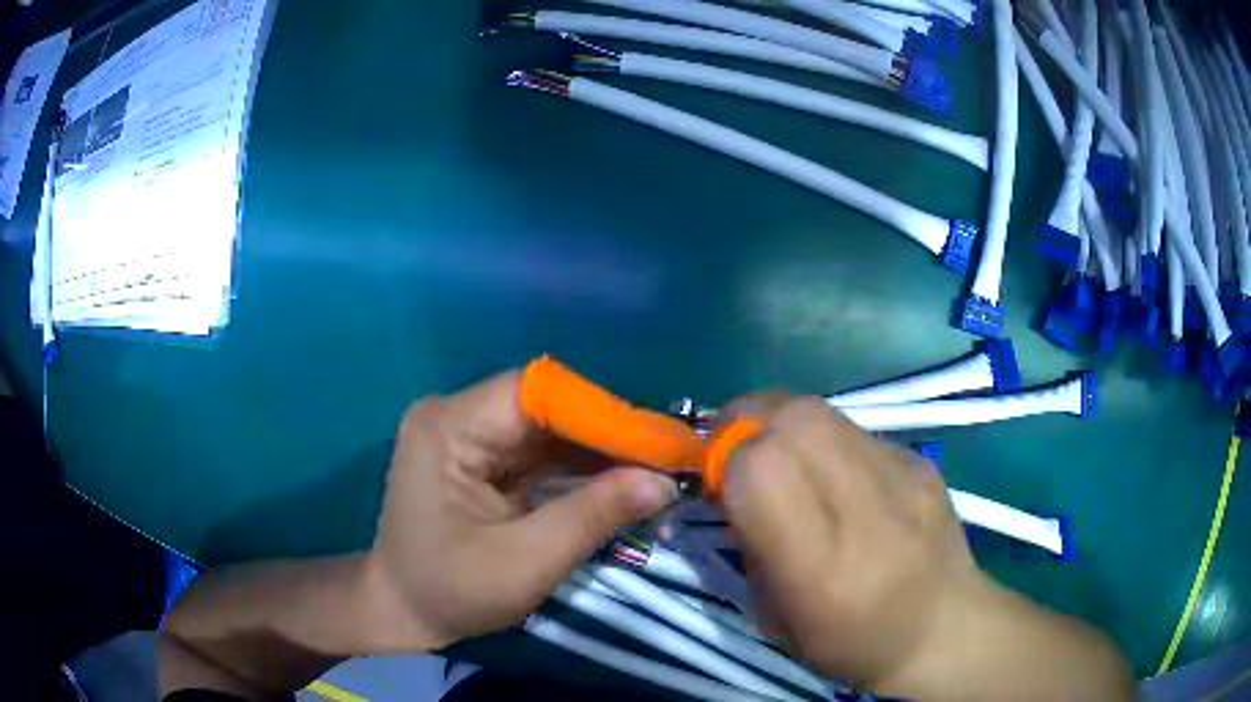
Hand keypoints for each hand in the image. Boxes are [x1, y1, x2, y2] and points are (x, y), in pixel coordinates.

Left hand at [360, 370, 678, 651]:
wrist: (400, 610)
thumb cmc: (452, 591)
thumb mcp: (527, 561)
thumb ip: (594, 514)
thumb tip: (664, 482)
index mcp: (449, 427)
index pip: (536, 393)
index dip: (600, 412)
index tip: (656, 444)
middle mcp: (453, 414)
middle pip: (543, 406)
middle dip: (605, 434)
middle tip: (664, 460)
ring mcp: (462, 433)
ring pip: (544, 427)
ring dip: (594, 451)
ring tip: (650, 471)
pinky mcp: (473, 454)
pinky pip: (533, 449)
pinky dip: (573, 466)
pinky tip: (613, 481)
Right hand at [719, 397, 1131, 699]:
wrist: (946, 628)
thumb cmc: (854, 643)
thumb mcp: (780, 621)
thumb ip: (752, 550)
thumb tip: (735, 493)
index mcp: (823, 565)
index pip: (761, 470)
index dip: (727, 464)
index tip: (718, 484)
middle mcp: (865, 506)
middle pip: (792, 418)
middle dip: (747, 422)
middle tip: (737, 449)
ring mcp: (901, 473)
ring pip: (821, 409)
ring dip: (782, 422)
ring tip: (780, 455)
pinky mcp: (919, 459)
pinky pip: (853, 429)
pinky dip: (825, 439)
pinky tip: (835, 473)